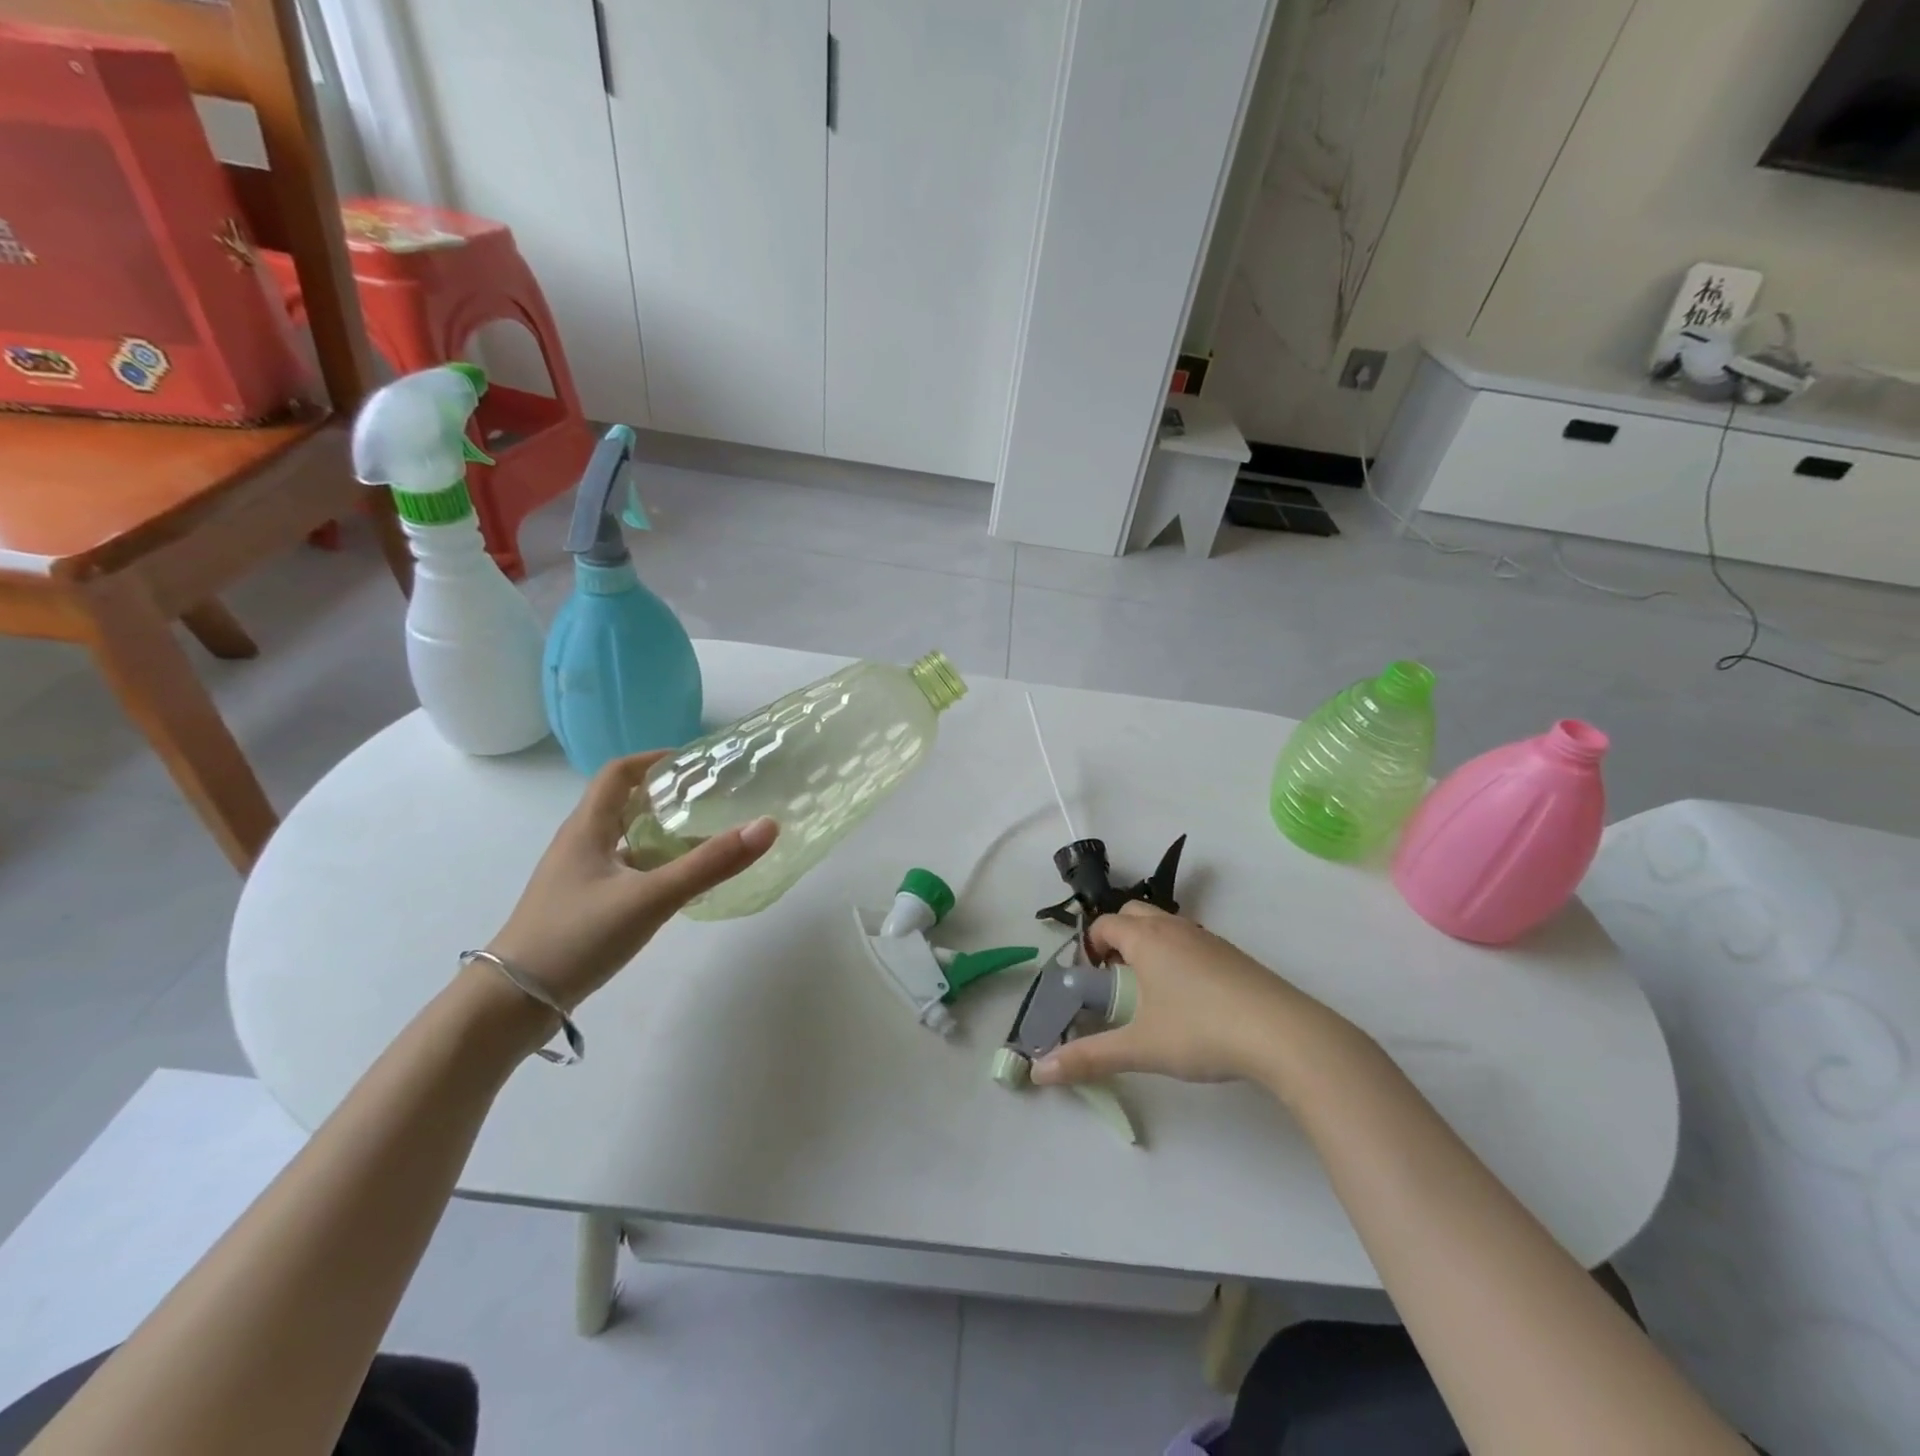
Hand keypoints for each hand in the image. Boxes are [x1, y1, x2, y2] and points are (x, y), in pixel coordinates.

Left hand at [483, 752, 776, 1008]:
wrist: (512, 1005)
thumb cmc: (577, 937)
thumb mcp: (651, 898)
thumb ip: (710, 864)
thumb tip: (767, 826)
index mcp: (587, 828)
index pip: (619, 773)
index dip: (655, 760)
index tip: (696, 764)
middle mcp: (580, 845)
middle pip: (624, 805)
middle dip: (667, 797)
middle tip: (711, 800)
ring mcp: (578, 879)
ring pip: (626, 841)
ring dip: (662, 834)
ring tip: (706, 840)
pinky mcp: (582, 907)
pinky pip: (624, 872)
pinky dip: (654, 868)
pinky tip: (679, 888)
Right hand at [1030, 903, 1323, 1087]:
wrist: (1283, 1034)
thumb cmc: (1201, 1031)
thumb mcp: (1141, 1048)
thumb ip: (1089, 1058)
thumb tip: (1039, 1071)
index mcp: (1146, 939)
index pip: (1106, 924)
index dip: (1090, 945)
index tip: (1091, 978)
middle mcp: (1174, 928)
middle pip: (1134, 914)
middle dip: (1117, 937)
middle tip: (1116, 978)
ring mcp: (1208, 939)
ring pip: (1166, 925)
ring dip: (1149, 944)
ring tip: (1151, 990)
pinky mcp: (1234, 955)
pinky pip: (1192, 941)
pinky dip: (1178, 955)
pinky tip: (1190, 998)